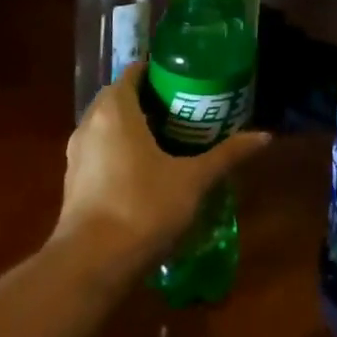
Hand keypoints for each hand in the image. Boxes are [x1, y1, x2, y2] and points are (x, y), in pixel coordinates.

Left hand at [53, 64, 271, 278]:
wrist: (91, 264)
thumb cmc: (143, 208)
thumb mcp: (192, 180)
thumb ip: (226, 155)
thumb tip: (264, 137)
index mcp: (115, 109)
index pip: (134, 72)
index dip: (158, 72)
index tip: (184, 82)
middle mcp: (90, 122)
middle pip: (119, 97)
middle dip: (148, 100)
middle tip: (183, 110)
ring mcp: (76, 153)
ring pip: (106, 126)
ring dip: (131, 127)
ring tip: (166, 140)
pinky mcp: (71, 181)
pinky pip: (98, 151)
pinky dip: (118, 150)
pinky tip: (142, 172)